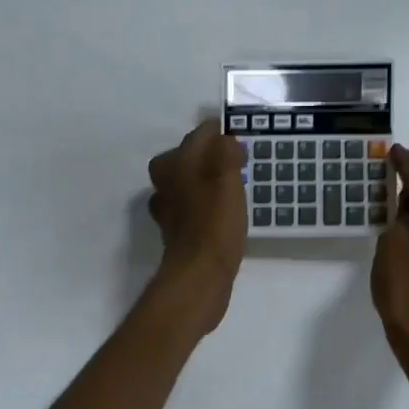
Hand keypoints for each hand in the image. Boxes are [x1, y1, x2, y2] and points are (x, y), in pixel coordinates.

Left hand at [146, 119, 246, 334]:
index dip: (222, 135)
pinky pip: (192, 208)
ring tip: (233, 188)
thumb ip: (225, 150)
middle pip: (189, 157)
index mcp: (174, 163)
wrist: (200, 273)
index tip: (242, 145)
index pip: (200, 135)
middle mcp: (165, 182)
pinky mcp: (177, 232)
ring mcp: (168, 209)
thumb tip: (225, 141)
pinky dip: (205, 206)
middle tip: (238, 164)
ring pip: (188, 183)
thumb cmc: (214, 221)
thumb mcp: (226, 176)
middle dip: (211, 157)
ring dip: (207, 182)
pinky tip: (223, 214)